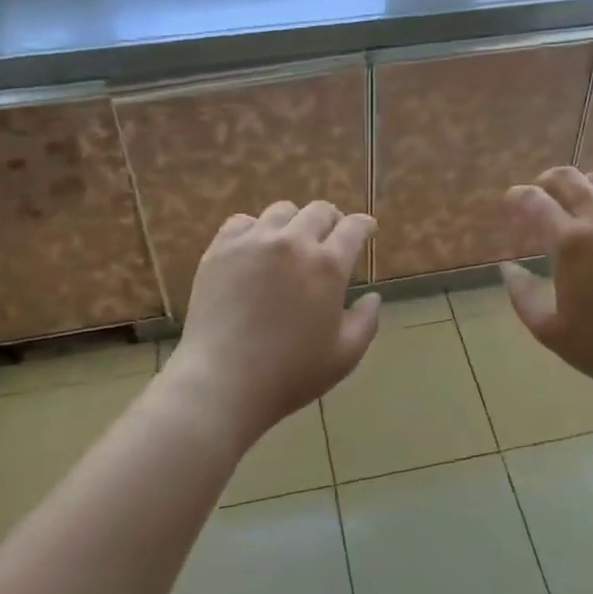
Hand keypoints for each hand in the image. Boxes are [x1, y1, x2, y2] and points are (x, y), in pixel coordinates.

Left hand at [164, 200, 380, 447]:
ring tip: (291, 242)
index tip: (367, 229)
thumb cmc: (290, 374)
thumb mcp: (344, 356)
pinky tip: (255, 248)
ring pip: (281, 211)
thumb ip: (366, 321)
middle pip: (319, 211)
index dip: (364, 225)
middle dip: (332, 221)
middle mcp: (293, 242)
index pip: (354, 227)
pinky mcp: (220, 249)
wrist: (222, 382)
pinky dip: (255, 230)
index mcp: (328, 266)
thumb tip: (372, 296)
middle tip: (330, 237)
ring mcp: (253, 242)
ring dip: (294, 223)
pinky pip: (242, 222)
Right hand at [501, 168, 592, 414]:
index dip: (517, 197)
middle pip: (569, 178)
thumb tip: (508, 267)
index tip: (511, 202)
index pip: (535, 201)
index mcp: (571, 243)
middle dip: (546, 182)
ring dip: (582, 188)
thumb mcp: (548, 329)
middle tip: (539, 198)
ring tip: (575, 209)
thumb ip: (521, 293)